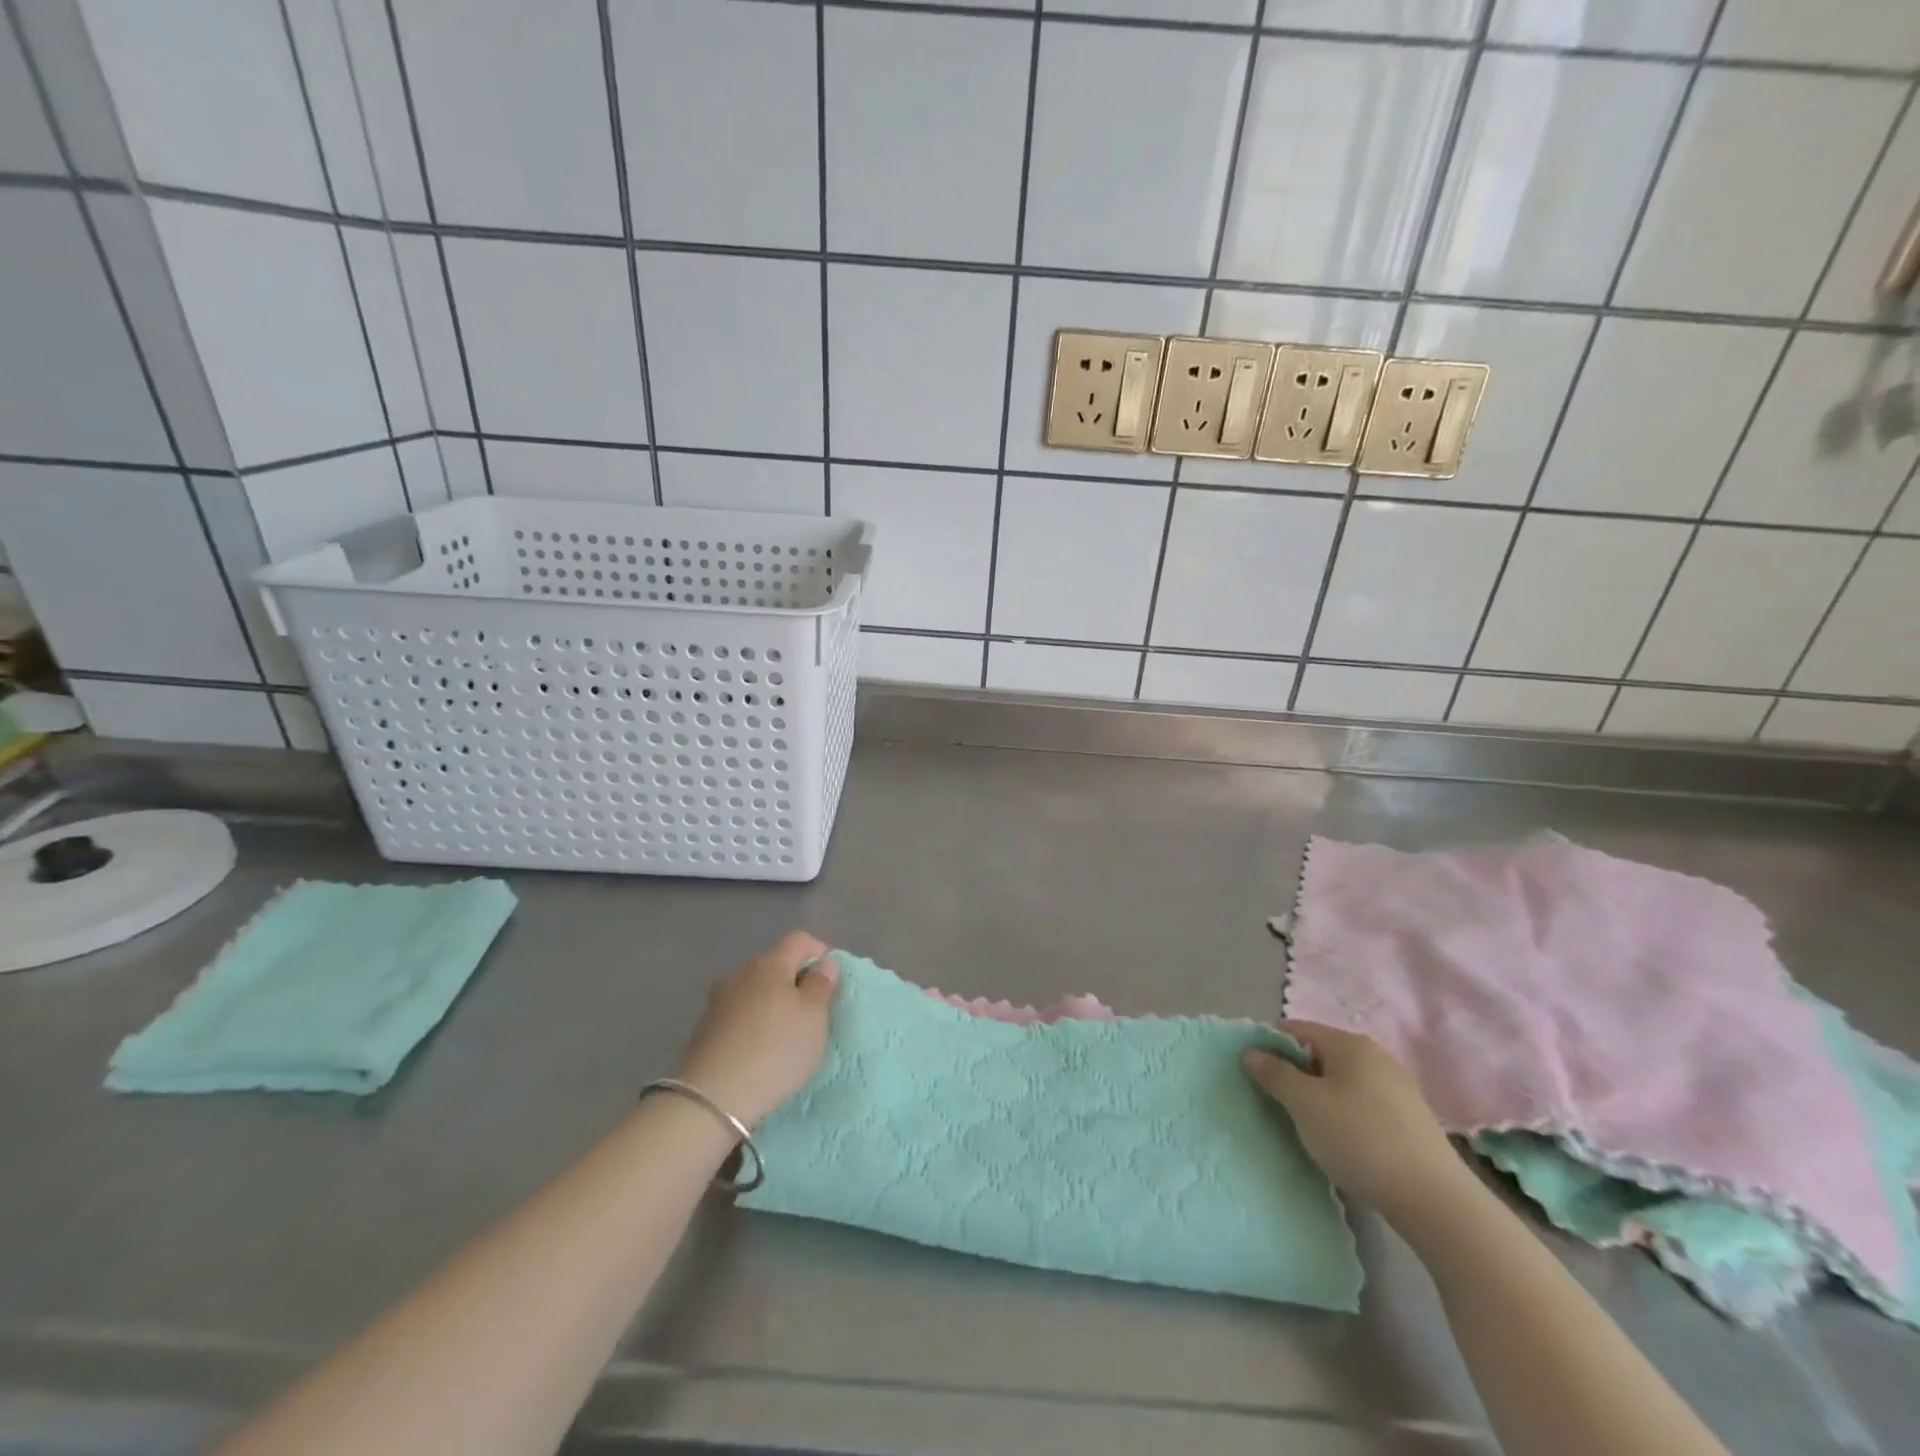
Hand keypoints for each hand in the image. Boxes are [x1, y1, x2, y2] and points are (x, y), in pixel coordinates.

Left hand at [674, 931, 838, 1126]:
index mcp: (770, 963)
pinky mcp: (705, 1027)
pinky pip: (740, 1012)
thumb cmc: (775, 1050)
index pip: (799, 940)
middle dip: (796, 980)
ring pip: (756, 989)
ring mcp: (719, 999)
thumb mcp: (813, 1018)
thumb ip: (821, 985)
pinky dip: (755, 1022)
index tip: (831, 980)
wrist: (711, 1099)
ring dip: (774, 1002)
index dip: (820, 951)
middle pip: (775, 963)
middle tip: (813, 1011)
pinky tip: (760, 1048)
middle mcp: (741, 972)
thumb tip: (824, 962)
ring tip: (786, 1034)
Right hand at [1244, 1022, 1469, 1222]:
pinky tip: (1340, 1144)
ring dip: (1317, 1098)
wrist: (1436, 1202)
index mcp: (1349, 1043)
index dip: (1269, 1047)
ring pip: (1340, 1082)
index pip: (1295, 1029)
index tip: (1253, 1074)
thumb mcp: (1304, 1104)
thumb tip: (1252, 1052)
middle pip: (1319, 1055)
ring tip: (1305, 1127)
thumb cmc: (1359, 1139)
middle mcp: (1375, 1056)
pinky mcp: (1409, 1120)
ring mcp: (1396, 1088)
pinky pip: (1361, 1105)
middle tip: (1275, 1103)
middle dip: (1294, 1074)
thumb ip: (1274, 1073)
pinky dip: (1343, 1116)